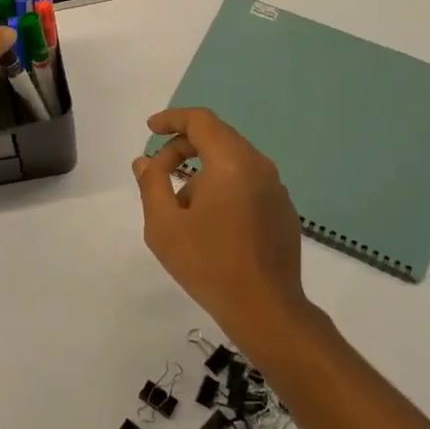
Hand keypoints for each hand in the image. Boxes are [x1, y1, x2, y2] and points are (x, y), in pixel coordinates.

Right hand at [133, 108, 308, 346]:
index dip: (173, 119)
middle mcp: (260, 166)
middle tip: (158, 169)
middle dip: (184, 146)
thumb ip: (152, 184)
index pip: (201, 121)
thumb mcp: (164, 224)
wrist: (265, 309)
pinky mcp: (283, 211)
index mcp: (232, 162)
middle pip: (218, 137)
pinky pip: (248, 183)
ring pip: (234, 161)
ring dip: (204, 170)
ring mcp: (276, 189)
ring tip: (181, 205)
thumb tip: (146, 161)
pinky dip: (225, 186)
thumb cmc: (208, 263)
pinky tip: (211, 221)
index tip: (151, 129)